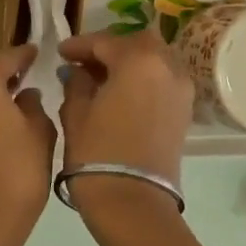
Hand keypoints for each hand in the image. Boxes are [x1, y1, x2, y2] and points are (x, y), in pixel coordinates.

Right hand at [57, 29, 195, 217]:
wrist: (134, 204)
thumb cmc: (98, 154)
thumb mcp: (76, 113)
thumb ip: (77, 83)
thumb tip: (78, 71)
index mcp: (138, 60)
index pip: (105, 41)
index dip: (79, 45)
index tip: (60, 52)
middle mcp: (167, 66)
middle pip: (137, 43)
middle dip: (110, 48)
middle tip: (85, 62)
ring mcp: (181, 89)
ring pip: (154, 59)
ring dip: (129, 62)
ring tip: (102, 78)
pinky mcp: (185, 111)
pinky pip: (163, 80)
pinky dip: (143, 78)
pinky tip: (120, 93)